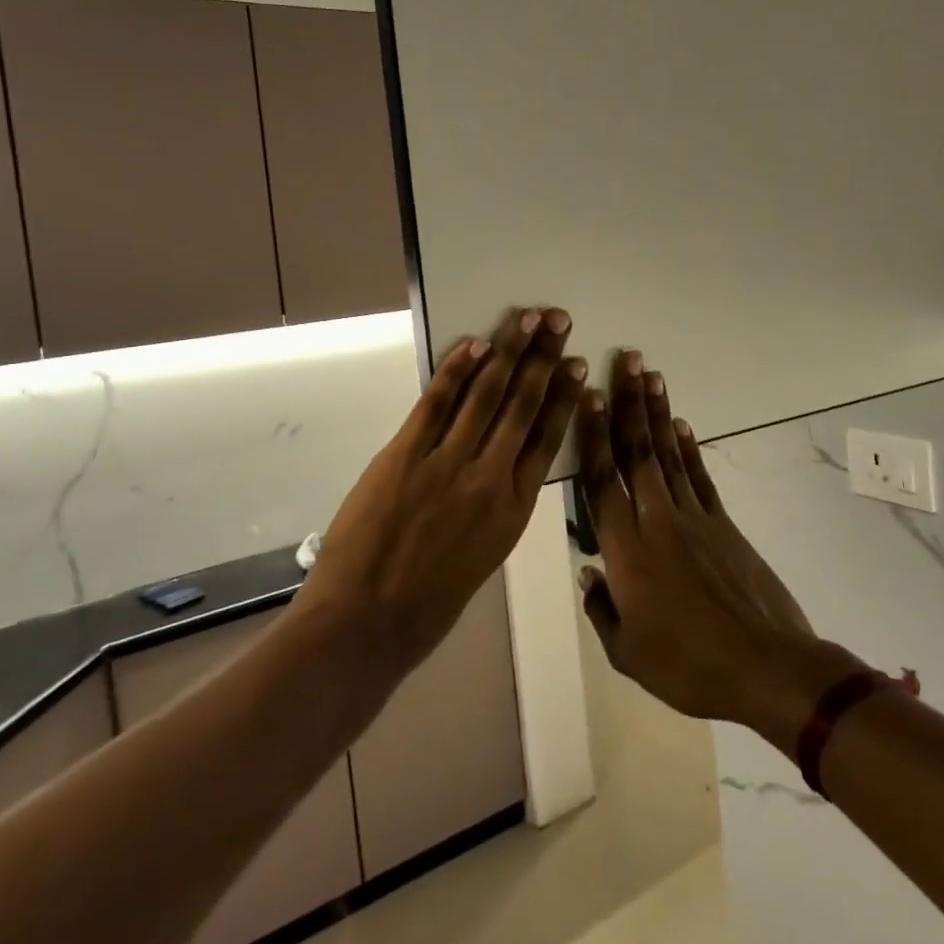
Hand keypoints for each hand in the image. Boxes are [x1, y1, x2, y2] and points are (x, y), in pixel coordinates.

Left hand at [297, 306, 584, 667]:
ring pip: (487, 395)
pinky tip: (474, 343)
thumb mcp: (482, 557)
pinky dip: (456, 369)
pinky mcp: (406, 455)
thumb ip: (494, 507)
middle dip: (542, 358)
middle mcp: (490, 478)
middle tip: (558, 320)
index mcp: (514, 510)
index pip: (548, 439)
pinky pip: (436, 402)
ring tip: (527, 318)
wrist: (367, 625)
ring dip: (508, 351)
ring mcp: (448, 463)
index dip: (563, 396)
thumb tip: (498, 464)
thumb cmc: (427, 605)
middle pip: (523, 405)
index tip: (576, 364)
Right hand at [576, 352, 866, 745]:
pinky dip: (689, 448)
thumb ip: (602, 610)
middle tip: (626, 361)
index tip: (588, 395)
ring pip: (668, 454)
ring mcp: (694, 519)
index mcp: (626, 551)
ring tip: (650, 375)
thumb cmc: (689, 667)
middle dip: (629, 403)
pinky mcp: (723, 525)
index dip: (593, 434)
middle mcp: (657, 521)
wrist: (767, 669)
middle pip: (637, 452)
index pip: (602, 480)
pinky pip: (699, 477)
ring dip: (658, 413)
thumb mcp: (628, 655)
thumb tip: (589, 573)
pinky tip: (682, 424)